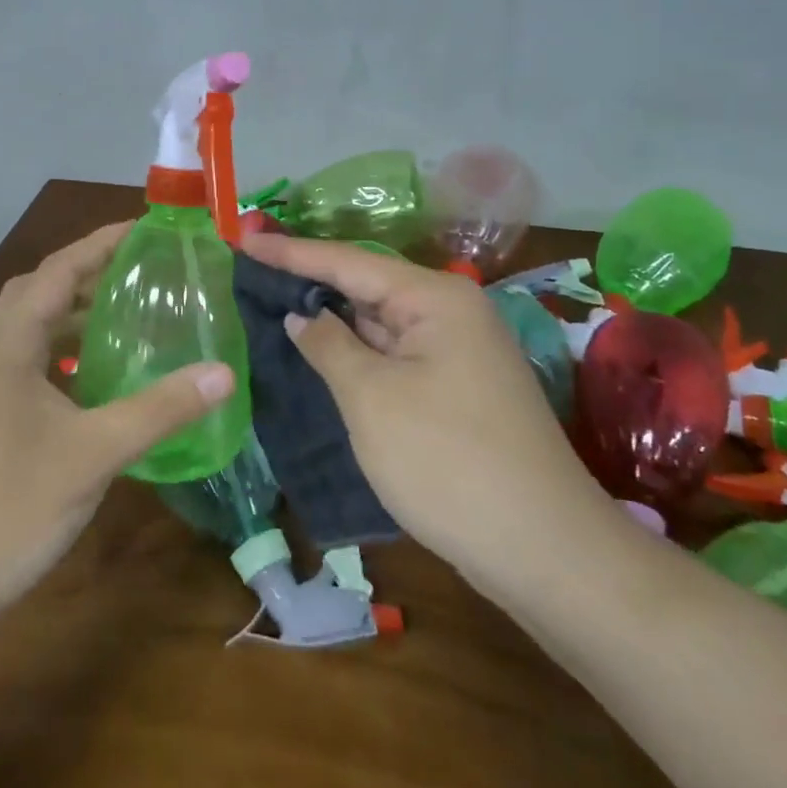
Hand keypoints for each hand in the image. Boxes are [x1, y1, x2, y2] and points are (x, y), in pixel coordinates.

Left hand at [0, 222, 233, 648]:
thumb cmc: (6, 509)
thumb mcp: (92, 455)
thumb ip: (159, 409)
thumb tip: (222, 372)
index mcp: (7, 344)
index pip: (59, 269)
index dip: (102, 242)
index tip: (146, 229)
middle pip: (40, 291)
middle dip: (89, 274)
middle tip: (142, 273)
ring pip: (29, 330)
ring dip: (74, 316)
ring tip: (128, 318)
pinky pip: (24, 364)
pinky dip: (61, 356)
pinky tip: (94, 382)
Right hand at [240, 234, 617, 582]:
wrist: (543, 549)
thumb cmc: (447, 460)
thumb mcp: (372, 398)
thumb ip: (329, 346)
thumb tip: (302, 315)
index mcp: (435, 298)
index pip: (348, 262)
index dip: (291, 252)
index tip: (243, 238)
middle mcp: (451, 313)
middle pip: (368, 287)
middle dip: (311, 282)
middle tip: (252, 271)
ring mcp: (458, 353)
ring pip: (382, 325)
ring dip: (334, 320)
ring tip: (274, 304)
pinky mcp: (457, 389)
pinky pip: (396, 356)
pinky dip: (358, 353)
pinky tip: (322, 354)